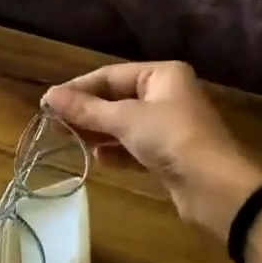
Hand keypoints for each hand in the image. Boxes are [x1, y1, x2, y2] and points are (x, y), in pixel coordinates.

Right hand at [44, 62, 261, 237]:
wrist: (214, 187)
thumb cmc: (171, 138)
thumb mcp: (124, 119)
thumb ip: (85, 109)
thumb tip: (48, 95)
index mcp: (161, 75)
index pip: (109, 76)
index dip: (77, 89)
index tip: (47, 104)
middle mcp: (166, 95)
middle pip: (115, 99)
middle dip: (86, 112)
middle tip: (53, 125)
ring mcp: (169, 126)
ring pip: (123, 124)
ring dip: (98, 132)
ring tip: (69, 141)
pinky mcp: (168, 155)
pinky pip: (134, 147)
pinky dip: (116, 152)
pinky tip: (99, 160)